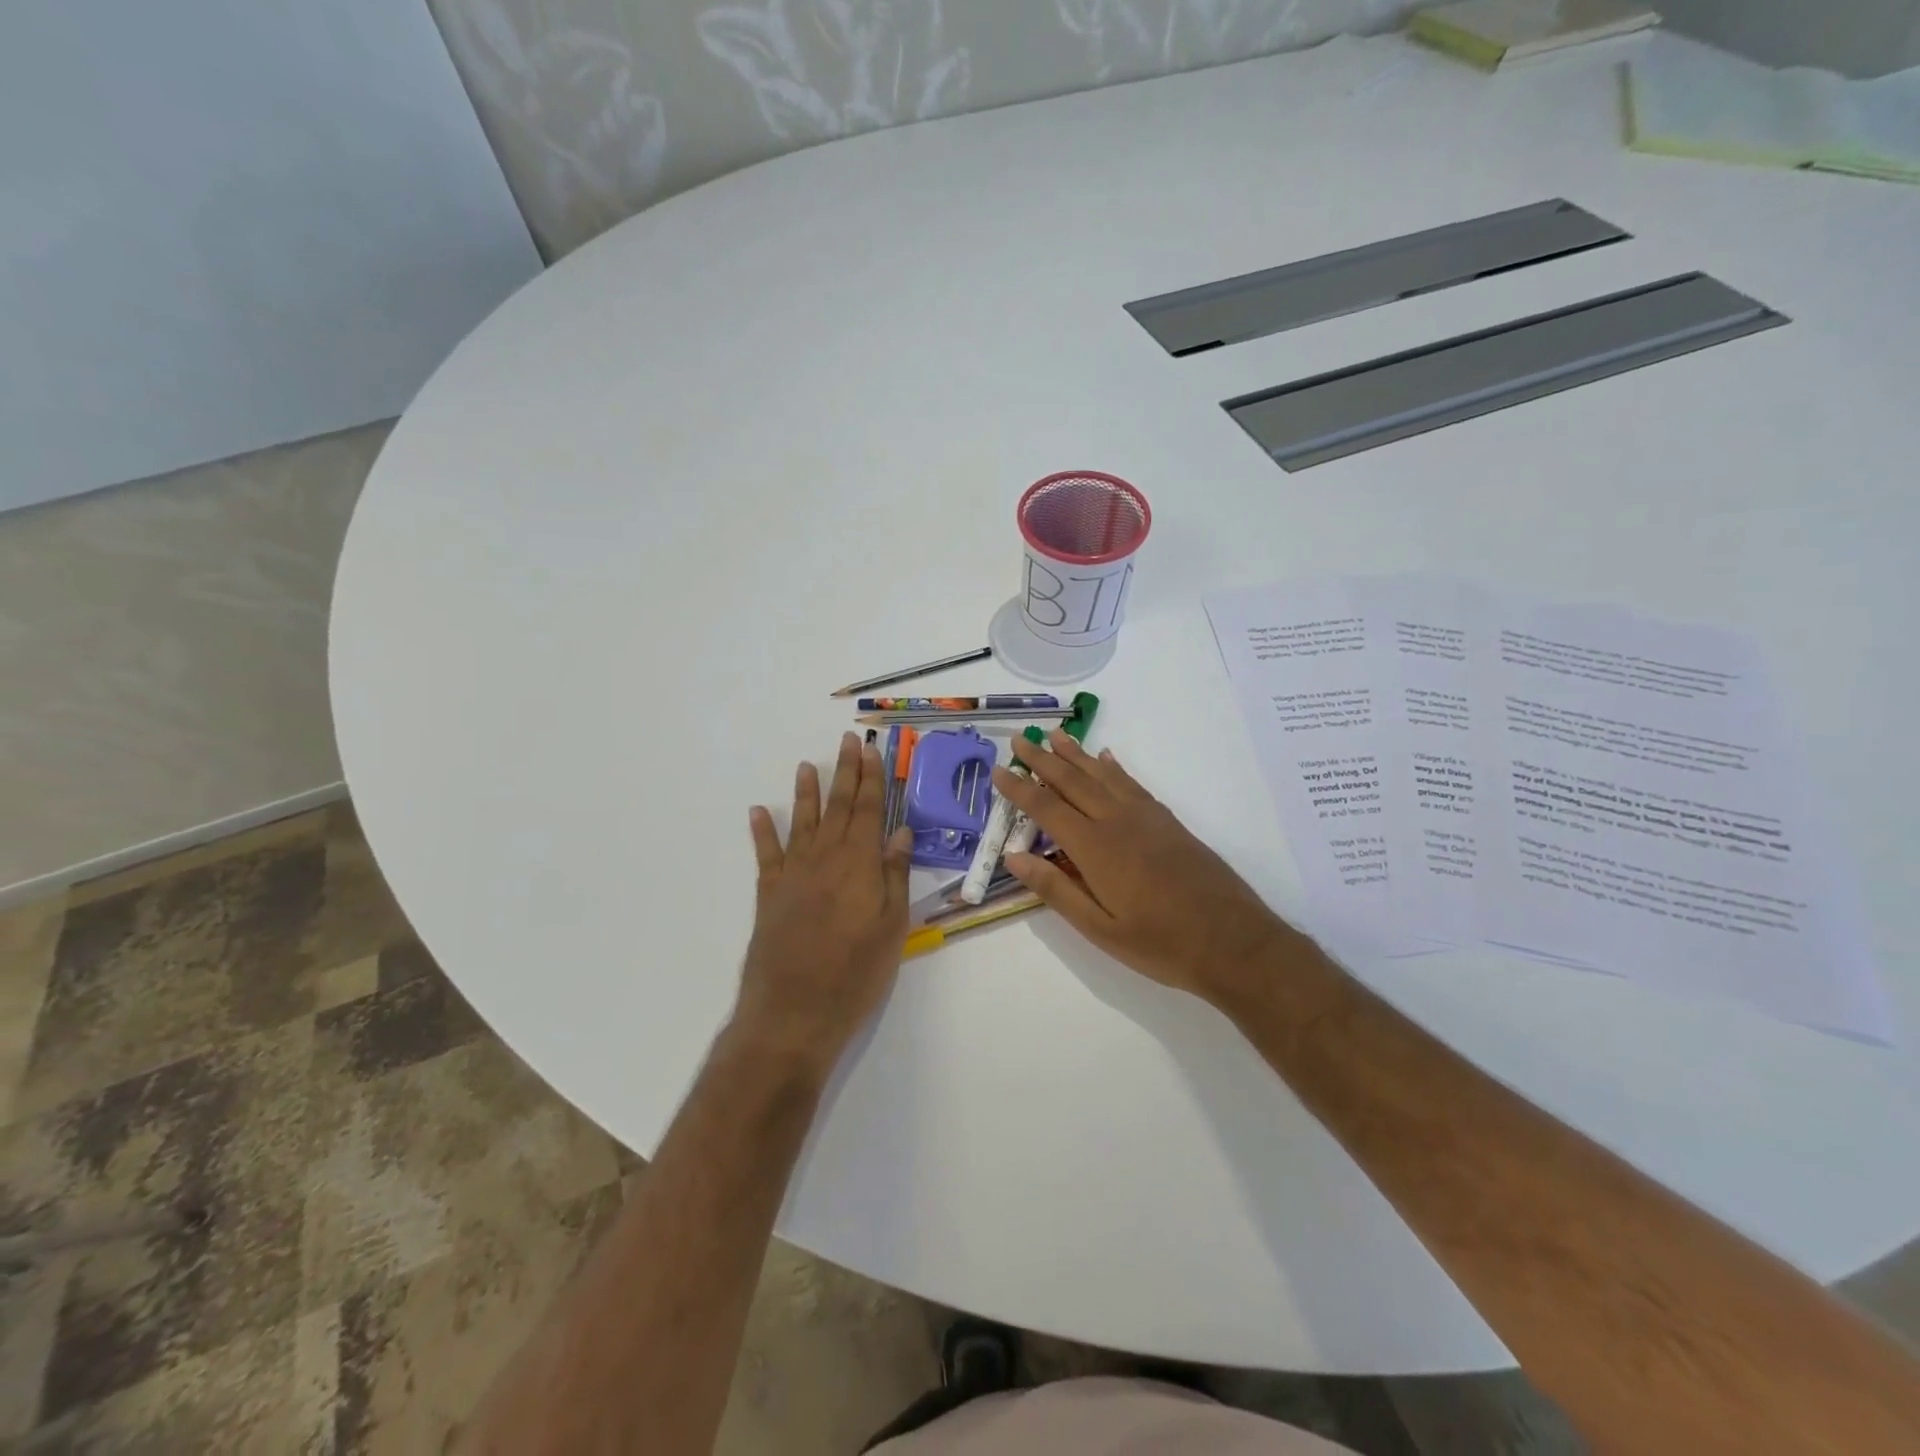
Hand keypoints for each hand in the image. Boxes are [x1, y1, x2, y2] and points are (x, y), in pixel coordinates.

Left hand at [739, 733, 913, 1074]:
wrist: (794, 1012)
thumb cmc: (856, 973)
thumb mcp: (892, 927)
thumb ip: (894, 875)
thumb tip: (899, 831)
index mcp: (860, 864)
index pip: (869, 810)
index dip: (871, 779)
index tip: (871, 750)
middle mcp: (825, 858)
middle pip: (838, 807)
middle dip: (845, 772)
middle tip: (846, 741)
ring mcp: (793, 873)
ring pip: (803, 822)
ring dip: (807, 792)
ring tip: (807, 765)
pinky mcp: (769, 894)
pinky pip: (766, 854)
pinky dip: (762, 831)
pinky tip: (759, 811)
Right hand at [990, 731, 1297, 1006]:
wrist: (1233, 941)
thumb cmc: (1161, 943)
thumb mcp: (1100, 929)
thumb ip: (1056, 890)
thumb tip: (1014, 858)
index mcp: (1095, 848)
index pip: (1047, 809)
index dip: (1020, 789)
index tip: (999, 771)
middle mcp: (1118, 822)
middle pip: (1073, 782)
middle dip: (1043, 760)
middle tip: (1021, 739)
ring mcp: (1146, 818)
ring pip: (1103, 775)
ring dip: (1076, 754)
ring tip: (1056, 735)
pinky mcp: (1168, 822)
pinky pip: (1133, 784)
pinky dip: (1115, 768)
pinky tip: (1106, 759)